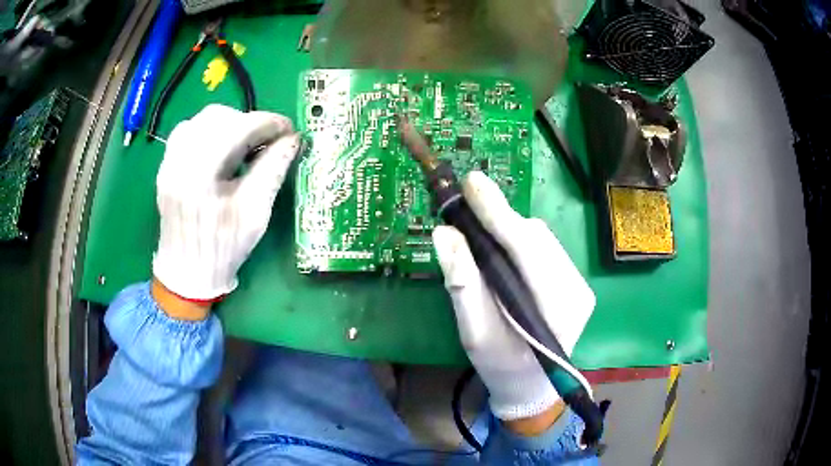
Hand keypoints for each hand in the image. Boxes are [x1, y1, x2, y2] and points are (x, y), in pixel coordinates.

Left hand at [152, 104, 299, 303]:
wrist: (187, 272)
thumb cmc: (224, 249)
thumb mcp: (255, 213)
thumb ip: (273, 170)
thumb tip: (292, 139)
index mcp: (201, 178)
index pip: (238, 129)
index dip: (268, 123)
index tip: (288, 130)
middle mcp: (179, 162)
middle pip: (218, 117)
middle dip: (249, 122)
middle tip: (267, 140)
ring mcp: (168, 162)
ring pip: (201, 119)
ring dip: (229, 124)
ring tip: (244, 144)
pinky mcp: (166, 165)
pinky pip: (187, 131)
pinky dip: (209, 131)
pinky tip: (220, 149)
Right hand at [432, 171, 594, 434]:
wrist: (531, 384)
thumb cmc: (500, 364)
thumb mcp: (474, 333)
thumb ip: (463, 285)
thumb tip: (445, 234)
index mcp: (555, 308)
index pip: (526, 248)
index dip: (498, 212)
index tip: (472, 182)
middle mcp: (576, 289)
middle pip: (536, 238)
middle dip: (501, 220)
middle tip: (468, 210)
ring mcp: (580, 285)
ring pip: (542, 239)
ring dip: (511, 230)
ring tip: (484, 234)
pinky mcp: (576, 282)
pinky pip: (546, 248)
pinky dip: (521, 242)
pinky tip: (506, 252)